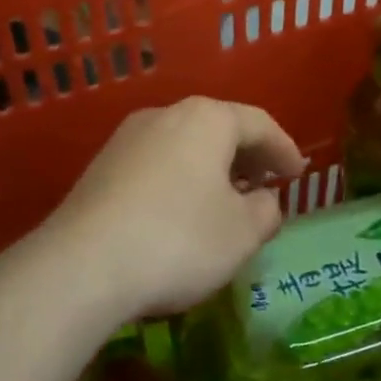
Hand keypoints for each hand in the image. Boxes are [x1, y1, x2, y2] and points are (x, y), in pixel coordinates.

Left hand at [46, 97, 304, 320]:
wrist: (82, 265)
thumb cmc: (179, 240)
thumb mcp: (241, 233)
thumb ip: (265, 211)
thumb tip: (262, 201)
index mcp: (207, 119)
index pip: (259, 124)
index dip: (284, 149)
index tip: (298, 174)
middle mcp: (166, 114)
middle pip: (218, 128)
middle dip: (247, 156)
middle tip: (266, 184)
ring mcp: (128, 138)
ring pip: (185, 145)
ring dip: (211, 168)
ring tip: (226, 199)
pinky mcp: (101, 166)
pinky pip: (157, 163)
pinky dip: (180, 179)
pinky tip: (182, 211)